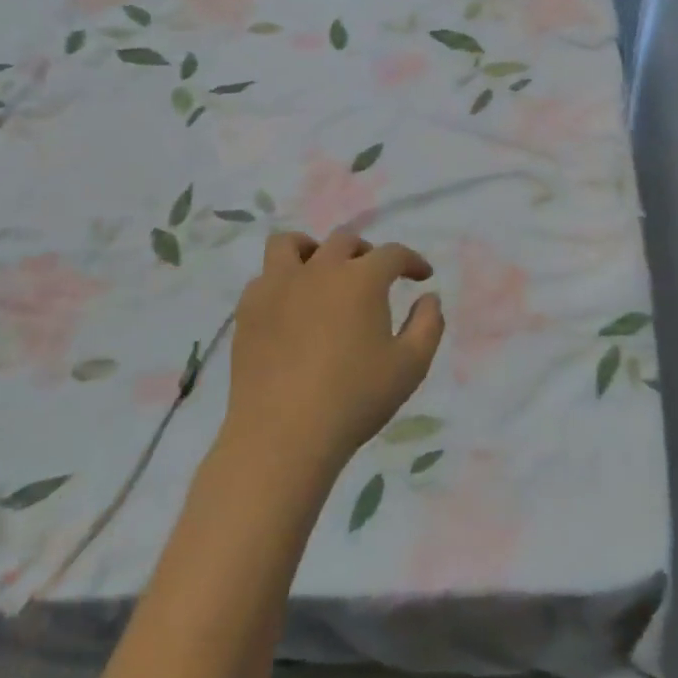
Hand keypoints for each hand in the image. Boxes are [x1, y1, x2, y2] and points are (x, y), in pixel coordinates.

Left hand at [222, 230, 445, 475]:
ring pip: (291, 244)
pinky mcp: (248, 310)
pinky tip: (290, 306)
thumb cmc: (354, 400)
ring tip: (321, 273)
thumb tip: (429, 297)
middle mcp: (320, 269)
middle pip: (345, 241)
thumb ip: (428, 324)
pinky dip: (282, 281)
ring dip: (312, 250)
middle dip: (367, 253)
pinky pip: (264, 277)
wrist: (282, 436)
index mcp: (361, 279)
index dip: (412, 261)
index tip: (422, 277)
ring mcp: (278, 286)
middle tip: (375, 278)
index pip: (393, 254)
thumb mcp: (410, 366)